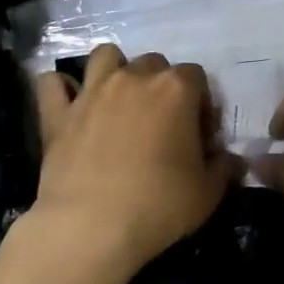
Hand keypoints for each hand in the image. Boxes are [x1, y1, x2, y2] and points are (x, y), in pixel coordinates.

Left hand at [31, 44, 239, 273]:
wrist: (91, 228)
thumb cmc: (159, 206)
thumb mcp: (208, 193)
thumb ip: (224, 168)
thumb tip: (230, 159)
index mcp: (176, 90)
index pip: (197, 76)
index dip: (201, 103)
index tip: (199, 135)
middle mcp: (134, 78)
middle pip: (154, 62)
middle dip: (161, 85)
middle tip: (161, 122)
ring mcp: (92, 92)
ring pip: (105, 55)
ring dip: (114, 70)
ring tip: (119, 101)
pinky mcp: (58, 113)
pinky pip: (52, 83)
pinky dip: (61, 89)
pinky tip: (70, 105)